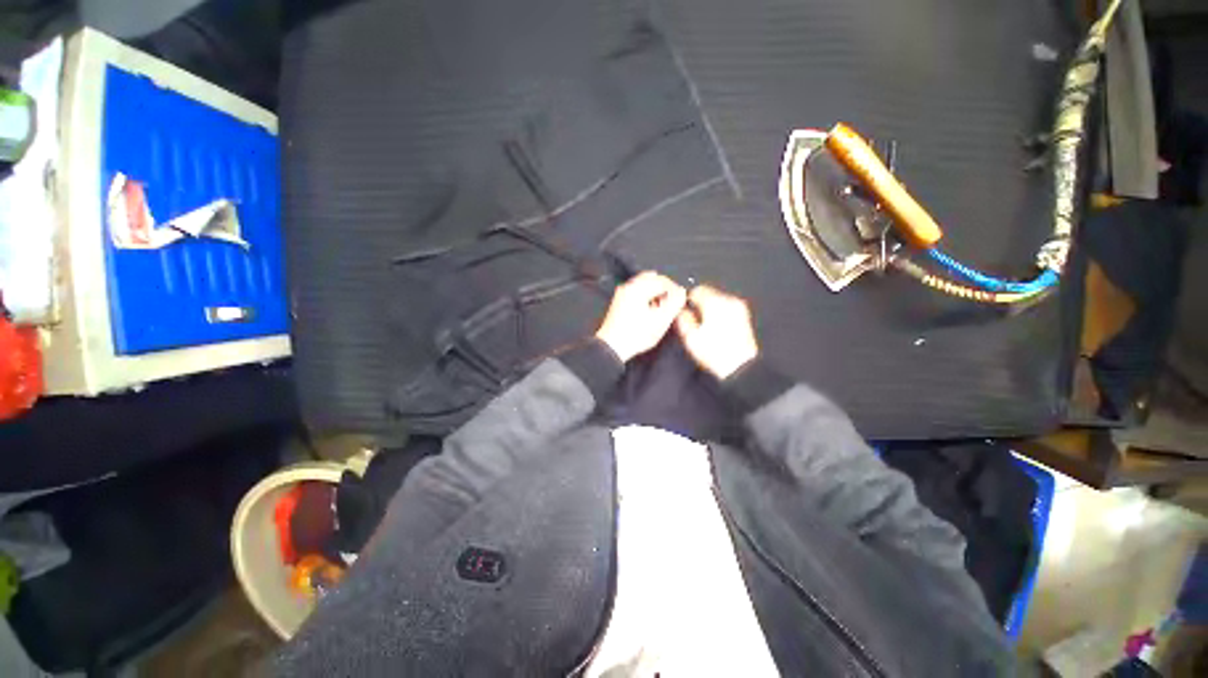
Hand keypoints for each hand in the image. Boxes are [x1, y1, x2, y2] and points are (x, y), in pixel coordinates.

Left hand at [595, 272, 686, 361]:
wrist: (612, 347)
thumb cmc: (636, 335)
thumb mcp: (661, 320)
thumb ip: (674, 303)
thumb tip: (682, 292)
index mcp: (638, 288)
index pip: (663, 280)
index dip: (675, 289)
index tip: (680, 300)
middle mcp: (628, 286)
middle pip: (652, 279)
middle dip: (664, 289)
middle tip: (671, 303)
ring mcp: (621, 293)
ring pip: (644, 285)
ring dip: (655, 293)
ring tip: (661, 308)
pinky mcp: (619, 302)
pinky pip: (636, 292)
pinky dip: (646, 297)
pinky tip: (650, 311)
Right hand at [676, 285, 759, 379]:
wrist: (740, 366)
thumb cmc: (715, 352)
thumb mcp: (690, 337)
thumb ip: (682, 319)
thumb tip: (680, 311)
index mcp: (714, 303)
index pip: (697, 290)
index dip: (687, 299)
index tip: (683, 309)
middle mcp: (728, 301)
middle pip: (709, 293)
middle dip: (699, 304)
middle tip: (693, 319)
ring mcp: (738, 308)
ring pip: (718, 300)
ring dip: (710, 308)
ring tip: (704, 325)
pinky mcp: (743, 317)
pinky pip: (726, 308)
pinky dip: (719, 314)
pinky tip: (716, 328)